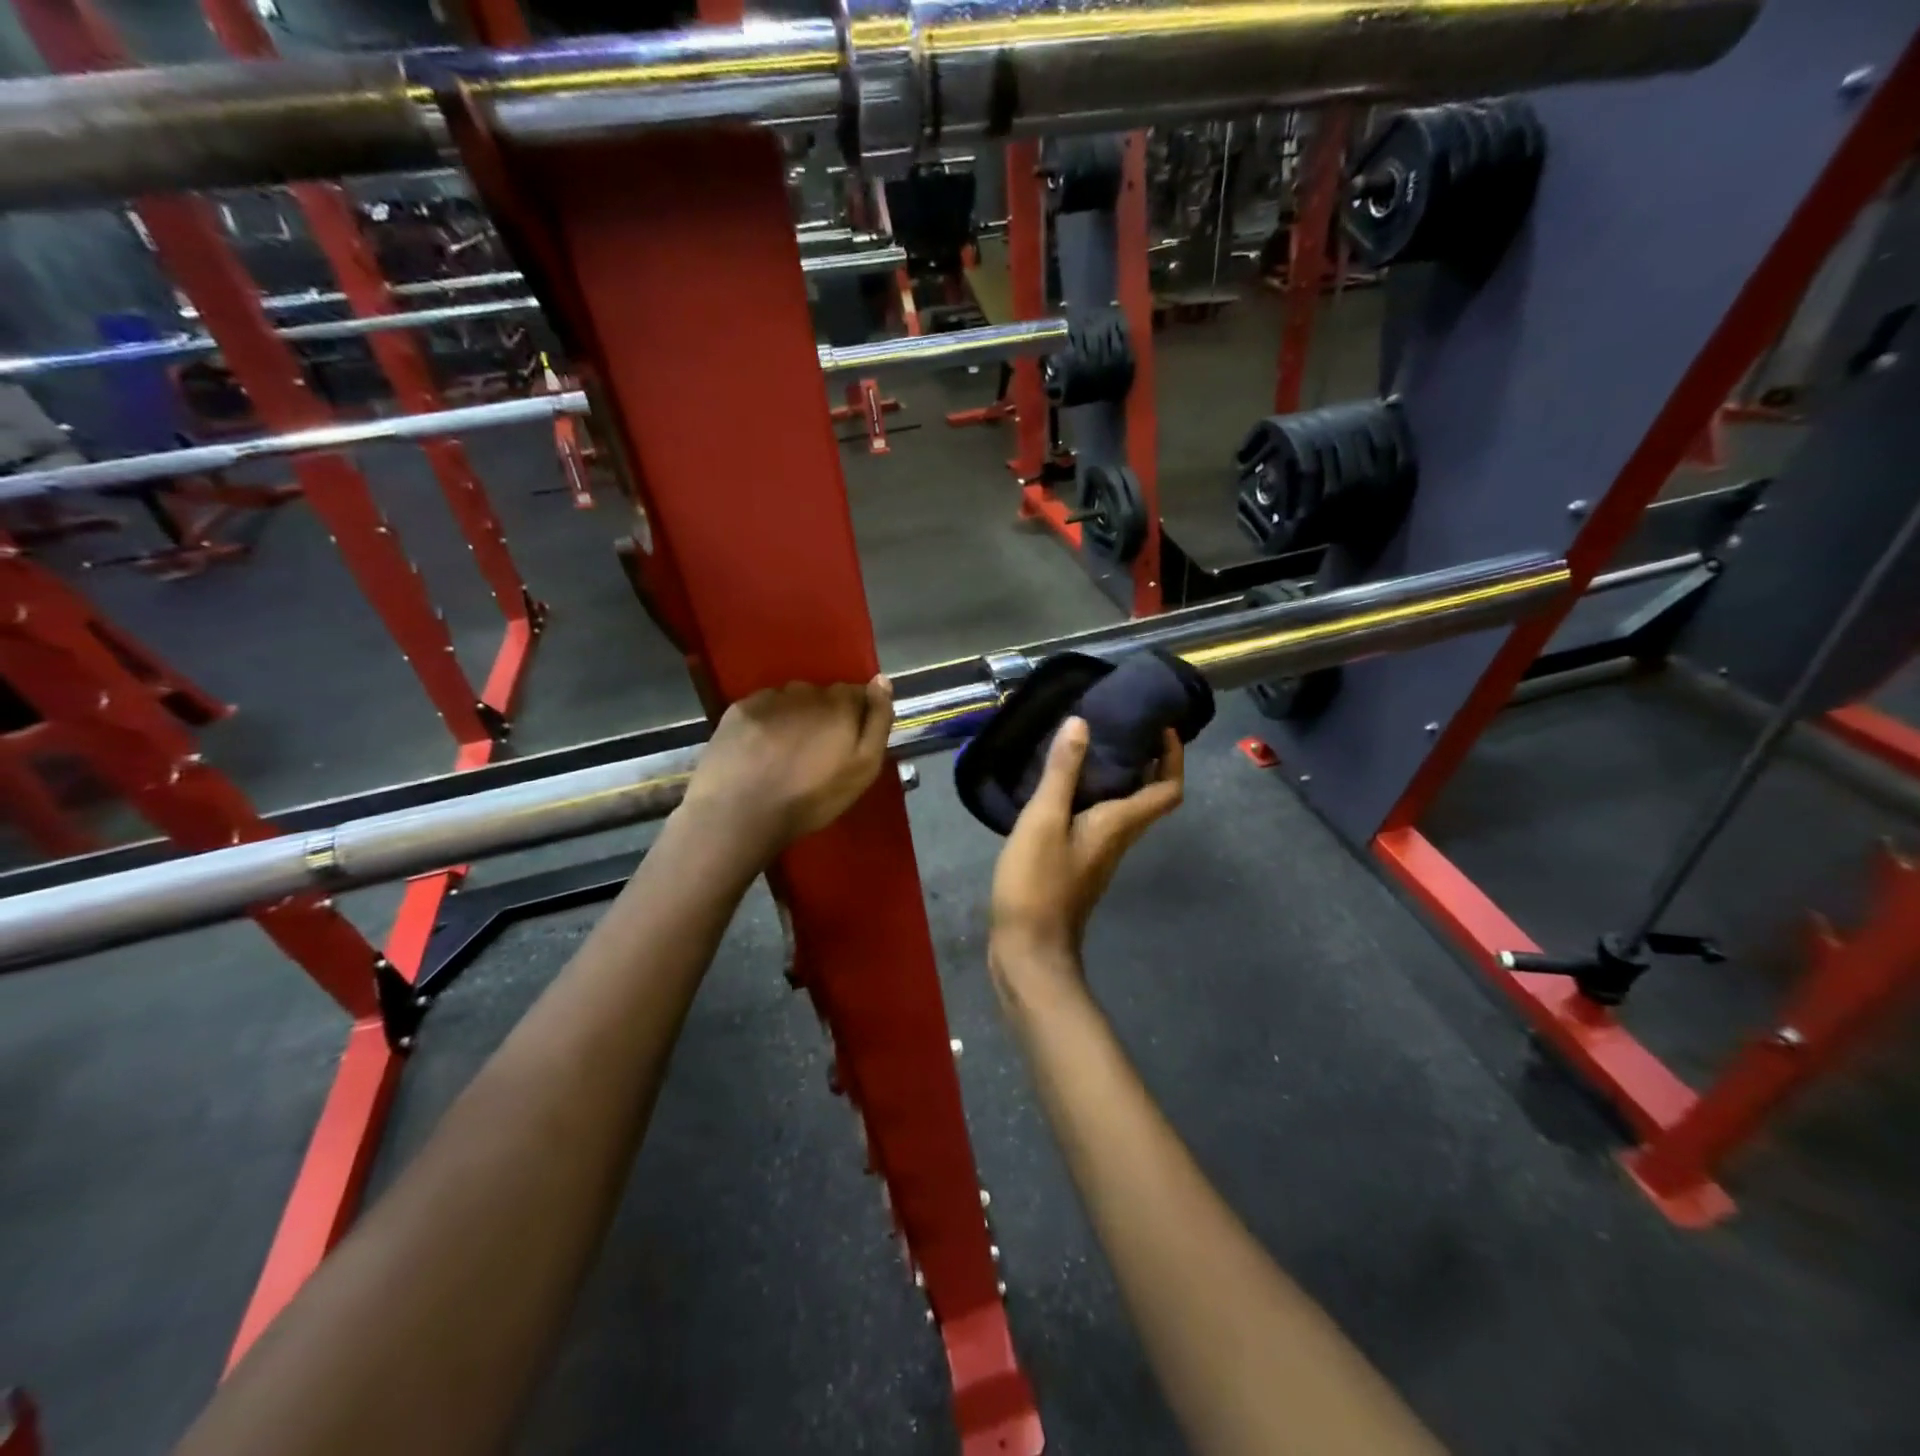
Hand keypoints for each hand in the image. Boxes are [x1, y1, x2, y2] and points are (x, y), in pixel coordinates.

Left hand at [683, 676, 894, 851]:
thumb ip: (878, 722)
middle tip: (818, 751)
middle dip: (826, 715)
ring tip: (788, 750)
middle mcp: (806, 691)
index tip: (850, 741)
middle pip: (824, 695)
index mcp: (840, 704)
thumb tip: (882, 680)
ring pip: (793, 699)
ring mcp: (770, 698)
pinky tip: (762, 747)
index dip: (857, 716)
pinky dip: (768, 720)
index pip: (858, 694)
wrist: (740, 813)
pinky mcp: (739, 709)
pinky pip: (764, 706)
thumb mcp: (862, 769)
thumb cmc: (811, 799)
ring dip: (797, 715)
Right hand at [989, 717, 1183, 1002]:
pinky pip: (1098, 821)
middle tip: (1124, 727)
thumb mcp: (1044, 820)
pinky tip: (1061, 789)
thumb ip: (1062, 773)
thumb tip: (1082, 722)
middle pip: (1150, 798)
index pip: (1167, 789)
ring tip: (1091, 748)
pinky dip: (1092, 797)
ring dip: (1120, 778)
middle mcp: (1118, 838)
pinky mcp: (1078, 865)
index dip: (1173, 757)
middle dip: (1148, 761)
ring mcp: (1099, 855)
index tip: (1163, 727)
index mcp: (1119, 824)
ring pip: (1123, 810)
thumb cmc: (1038, 883)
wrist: (1028, 949)